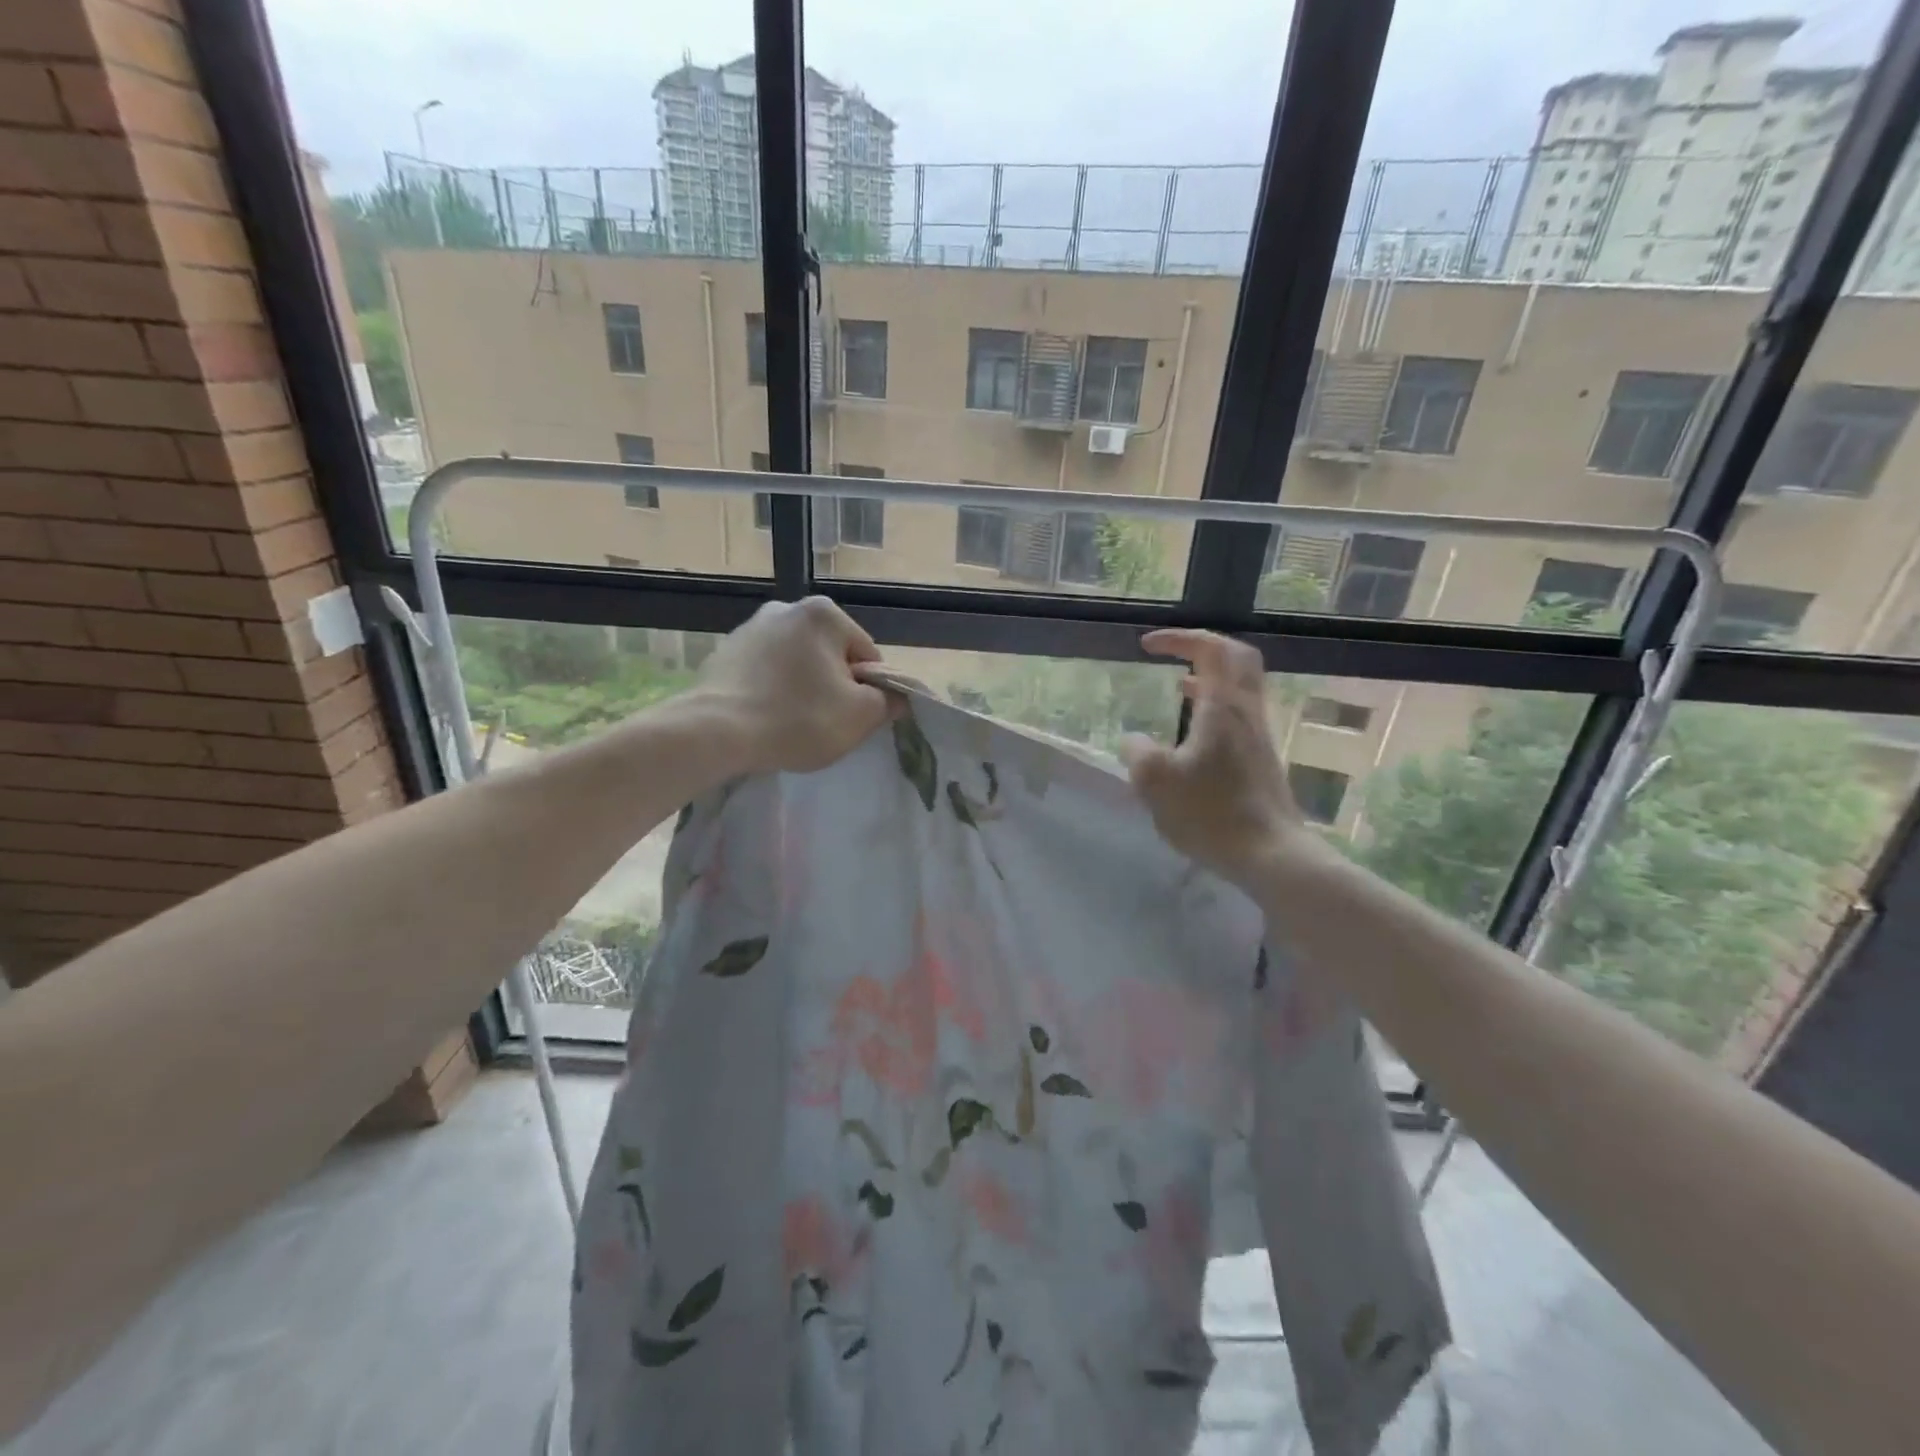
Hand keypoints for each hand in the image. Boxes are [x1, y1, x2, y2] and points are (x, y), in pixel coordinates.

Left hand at [695, 597, 893, 772]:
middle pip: (831, 656)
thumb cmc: (798, 718)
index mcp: (824, 613)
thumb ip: (889, 701)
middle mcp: (786, 608)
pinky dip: (772, 691)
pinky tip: (765, 717)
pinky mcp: (724, 652)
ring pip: (797, 664)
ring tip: (791, 723)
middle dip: (833, 686)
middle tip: (824, 723)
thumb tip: (896, 696)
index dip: (868, 691)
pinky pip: (765, 673)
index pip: (867, 656)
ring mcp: (750, 628)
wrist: (716, 732)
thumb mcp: (860, 716)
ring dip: (802, 688)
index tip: (853, 718)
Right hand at [1118, 629, 1304, 883]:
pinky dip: (1217, 705)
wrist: (1269, 854)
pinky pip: (1240, 714)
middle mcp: (1247, 712)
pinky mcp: (1262, 760)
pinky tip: (1195, 732)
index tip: (1147, 645)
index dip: (1178, 639)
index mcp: (1223, 707)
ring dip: (1212, 677)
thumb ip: (1137, 752)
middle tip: (1176, 653)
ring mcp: (1259, 736)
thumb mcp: (1155, 782)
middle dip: (1204, 647)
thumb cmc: (1210, 813)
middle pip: (1238, 658)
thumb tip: (1134, 740)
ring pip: (1242, 687)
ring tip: (1180, 687)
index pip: (1210, 649)